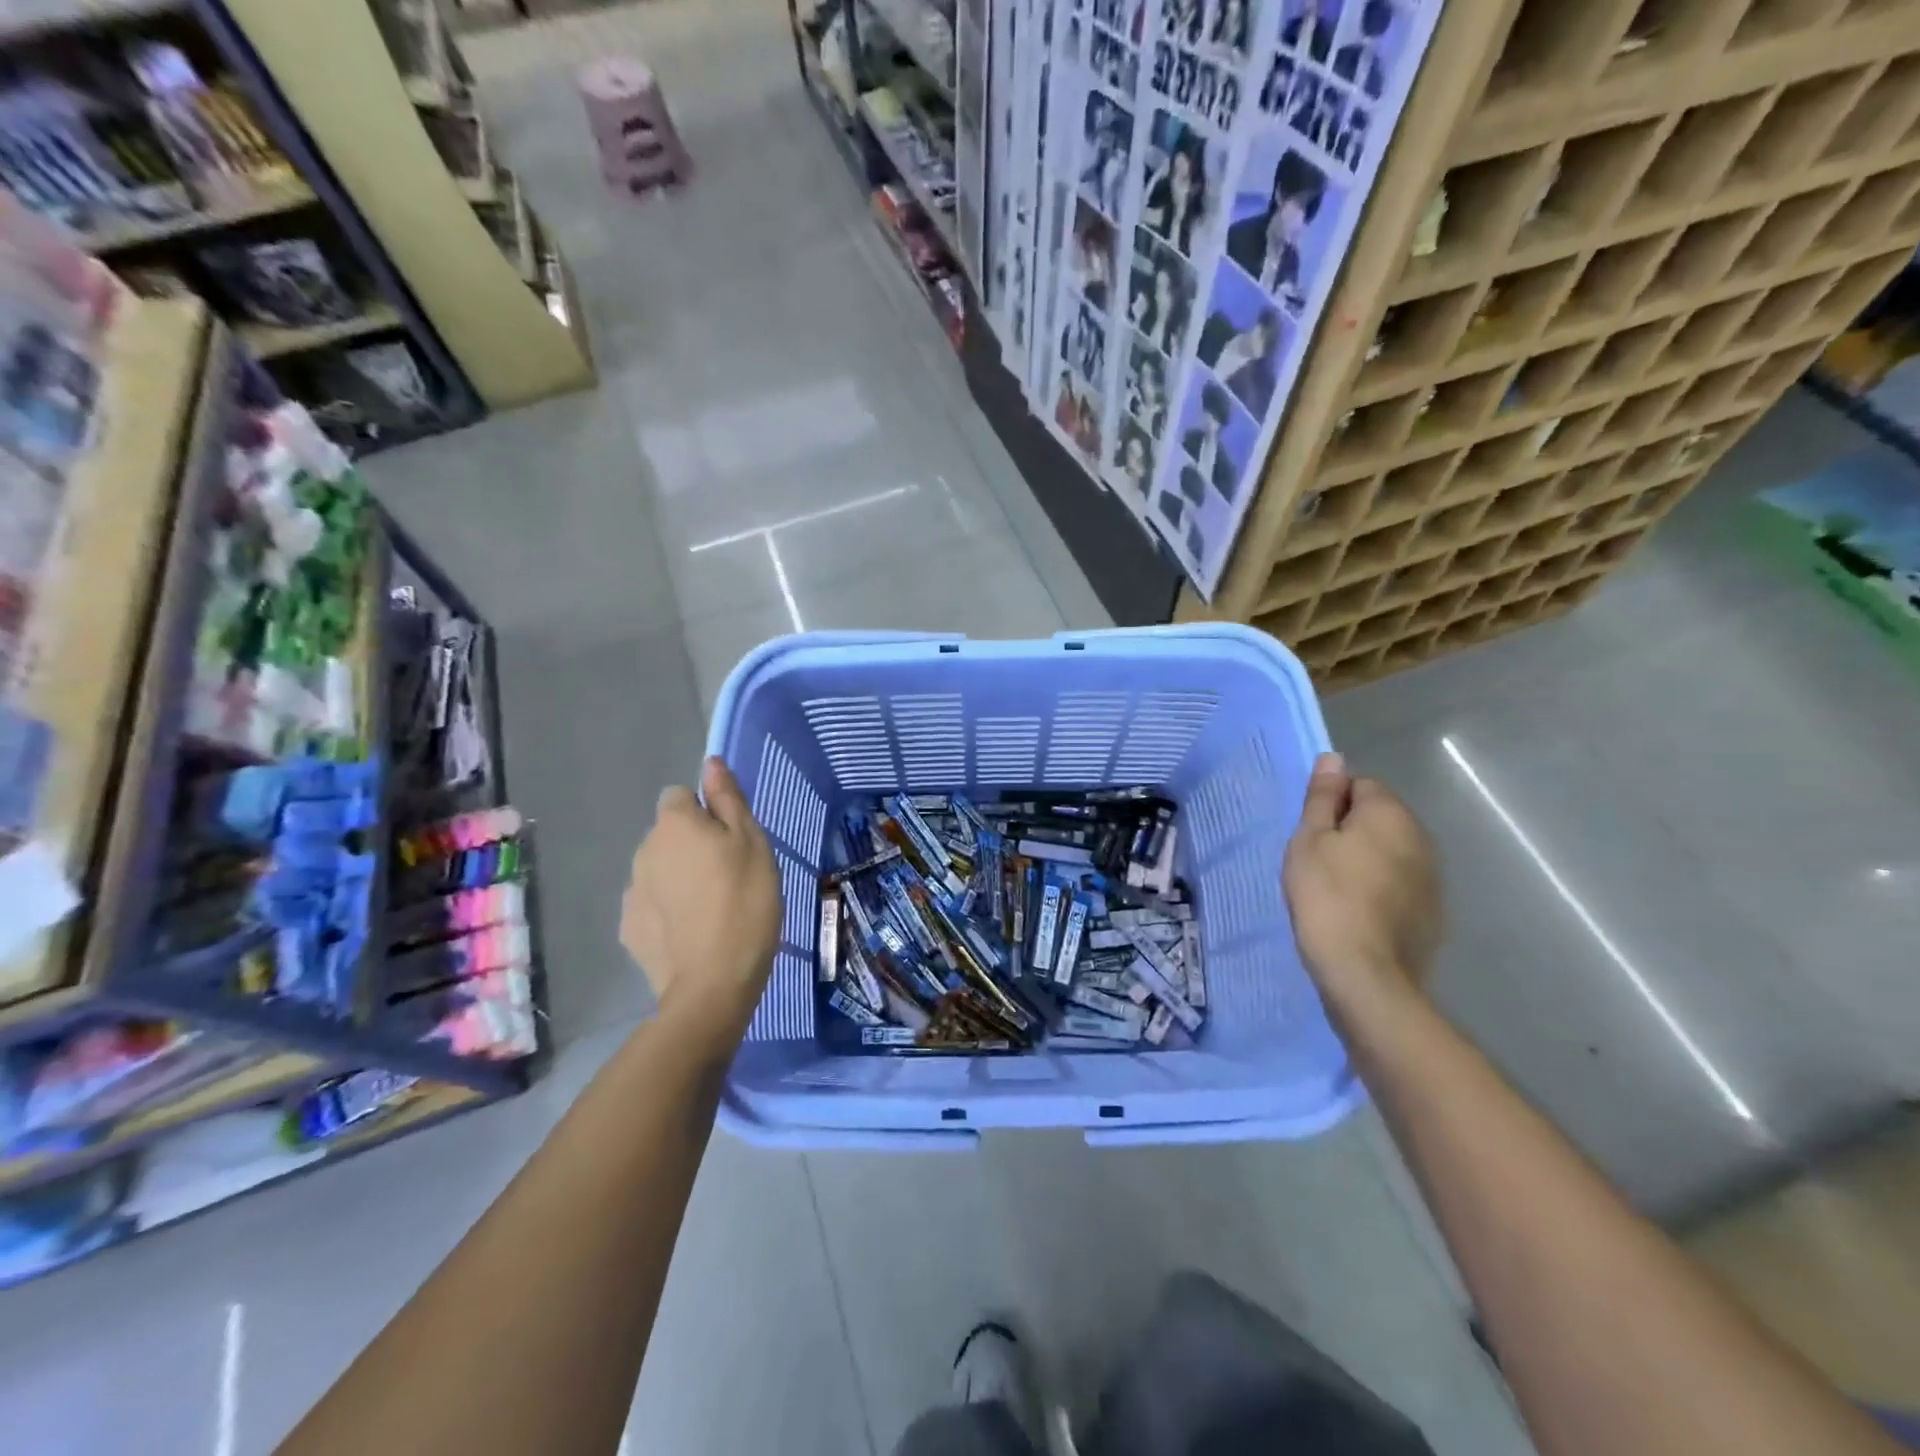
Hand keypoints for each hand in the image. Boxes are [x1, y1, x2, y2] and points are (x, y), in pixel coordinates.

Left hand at [620, 757, 781, 1046]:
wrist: (714, 981)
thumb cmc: (745, 901)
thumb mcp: (752, 843)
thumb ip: (728, 799)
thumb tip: (711, 763)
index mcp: (675, 824)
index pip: (680, 796)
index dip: (706, 813)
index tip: (730, 839)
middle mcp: (644, 849)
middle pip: (669, 833)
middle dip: (691, 844)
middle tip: (728, 873)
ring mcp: (631, 890)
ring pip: (658, 868)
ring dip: (678, 876)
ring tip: (711, 907)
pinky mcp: (628, 926)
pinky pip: (651, 903)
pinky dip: (667, 909)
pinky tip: (691, 931)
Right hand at [1282, 753, 1442, 1016]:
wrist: (1365, 974)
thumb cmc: (1326, 897)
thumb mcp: (1309, 840)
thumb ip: (1322, 797)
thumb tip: (1334, 758)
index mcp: (1390, 814)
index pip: (1361, 785)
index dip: (1331, 804)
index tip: (1312, 834)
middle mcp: (1421, 838)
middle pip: (1380, 818)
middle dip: (1351, 830)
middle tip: (1317, 861)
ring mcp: (1433, 878)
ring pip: (1391, 851)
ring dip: (1366, 860)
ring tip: (1335, 889)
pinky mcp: (1433, 912)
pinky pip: (1401, 883)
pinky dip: (1380, 889)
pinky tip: (1358, 912)